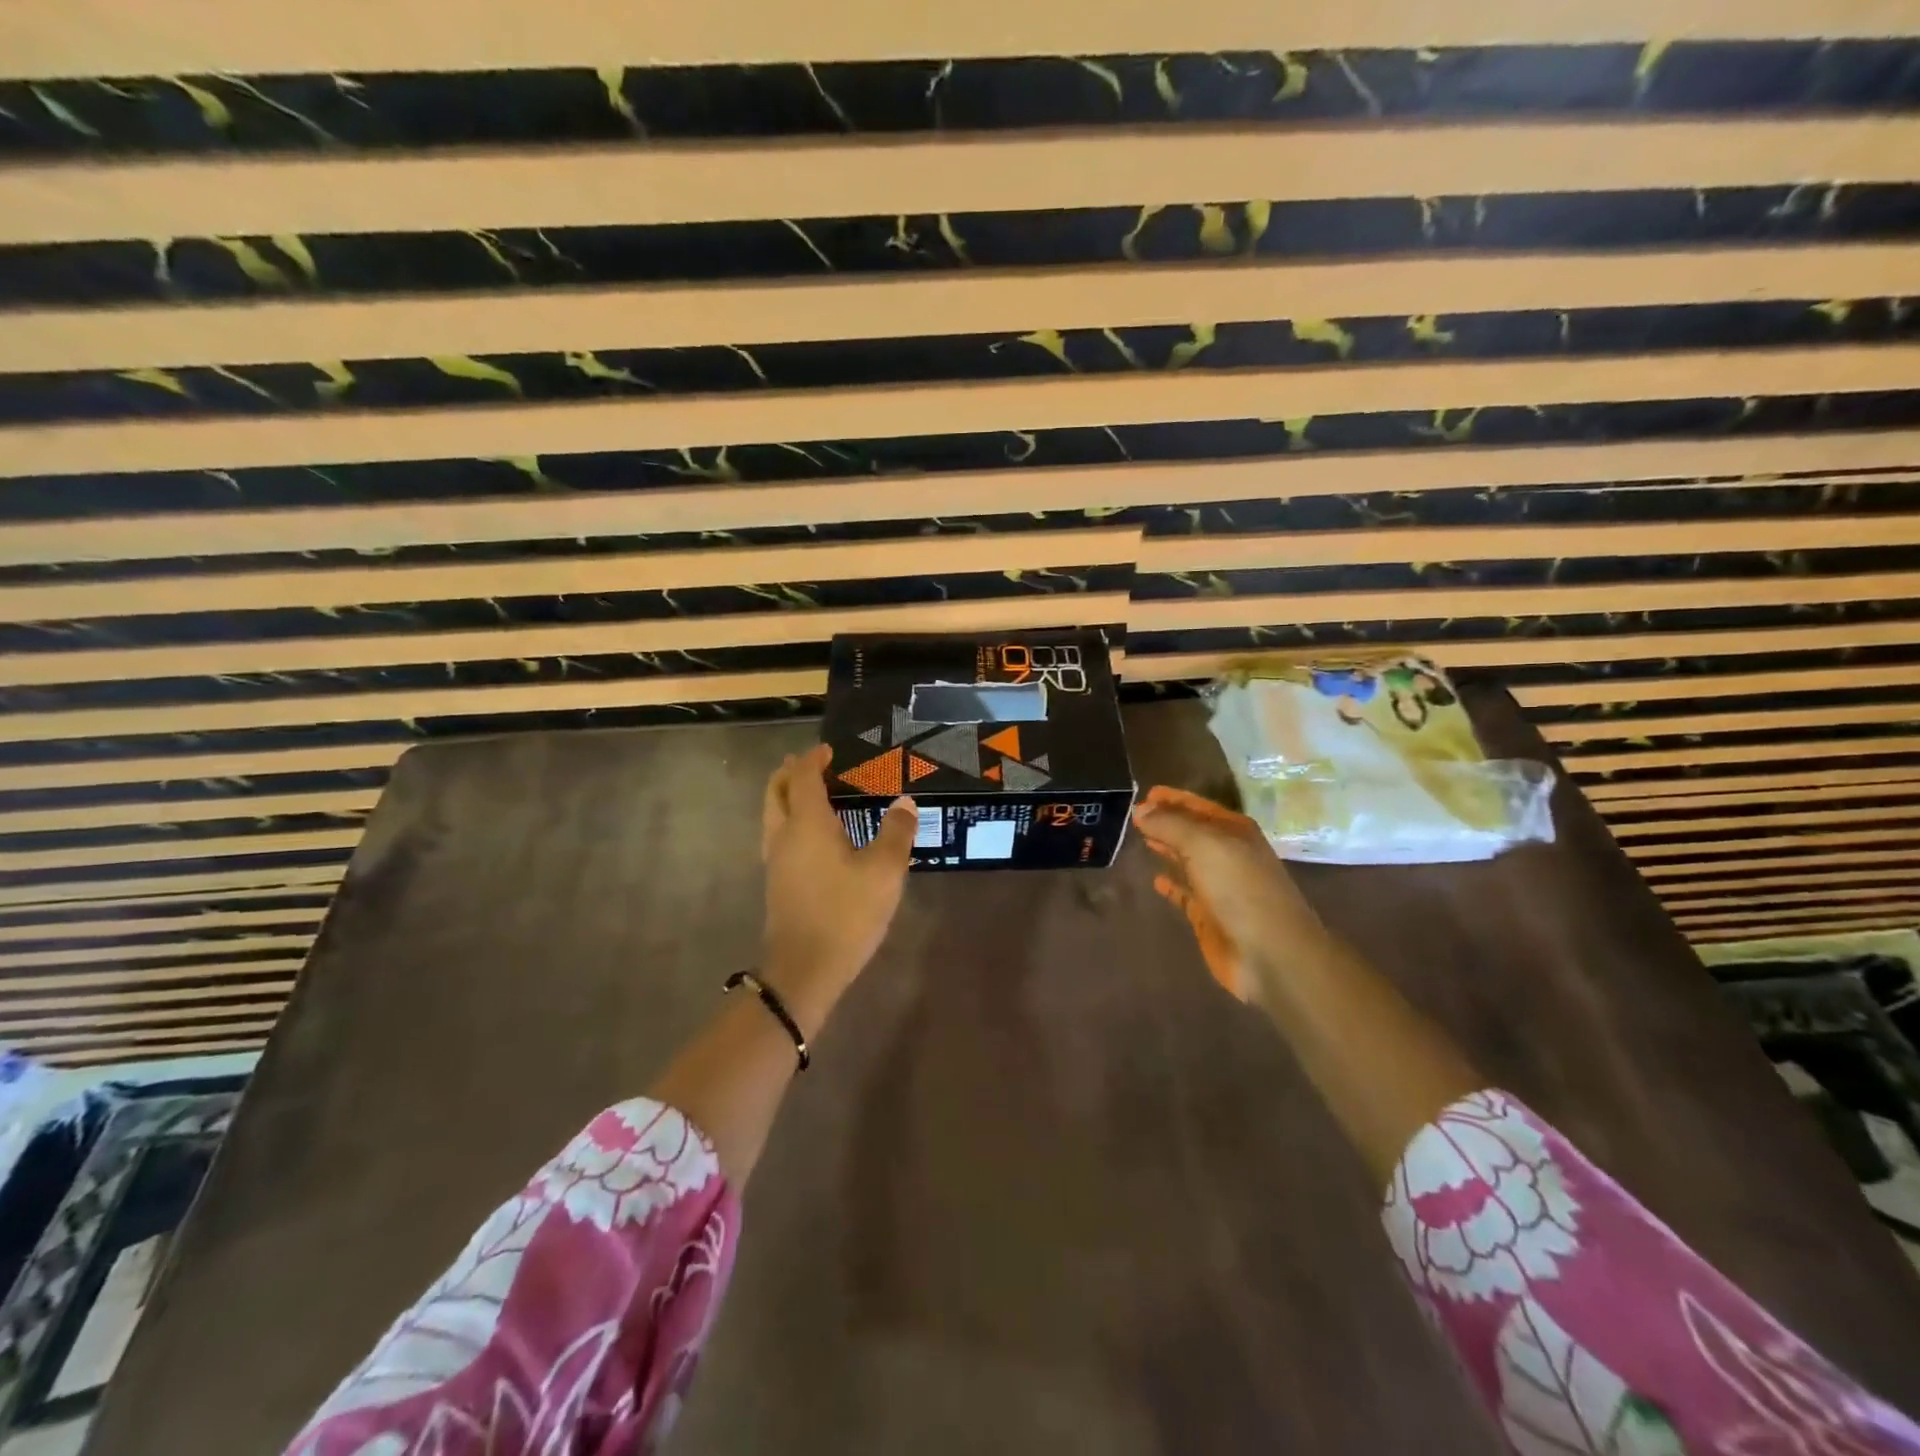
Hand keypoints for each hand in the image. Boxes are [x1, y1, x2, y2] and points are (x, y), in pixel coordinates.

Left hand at [759, 743, 916, 1033]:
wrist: (804, 969)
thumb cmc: (845, 913)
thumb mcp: (884, 872)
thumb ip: (896, 832)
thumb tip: (904, 803)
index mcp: (807, 823)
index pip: (804, 777)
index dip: (814, 759)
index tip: (829, 751)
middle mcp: (783, 835)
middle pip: (776, 791)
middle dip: (791, 772)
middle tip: (813, 765)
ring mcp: (775, 860)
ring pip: (773, 814)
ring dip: (788, 796)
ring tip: (815, 795)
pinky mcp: (776, 882)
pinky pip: (778, 835)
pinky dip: (791, 820)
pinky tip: (815, 837)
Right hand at [1132, 785, 1320, 1001]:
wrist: (1270, 953)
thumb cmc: (1239, 888)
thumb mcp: (1203, 845)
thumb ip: (1170, 825)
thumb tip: (1140, 809)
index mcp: (1234, 831)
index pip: (1198, 806)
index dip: (1172, 799)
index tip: (1144, 794)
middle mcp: (1228, 854)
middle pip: (1192, 831)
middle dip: (1167, 821)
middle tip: (1135, 815)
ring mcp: (1220, 886)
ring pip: (1188, 859)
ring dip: (1167, 849)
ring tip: (1142, 839)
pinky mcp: (1209, 915)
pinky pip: (1185, 893)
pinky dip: (1171, 885)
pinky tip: (1156, 880)